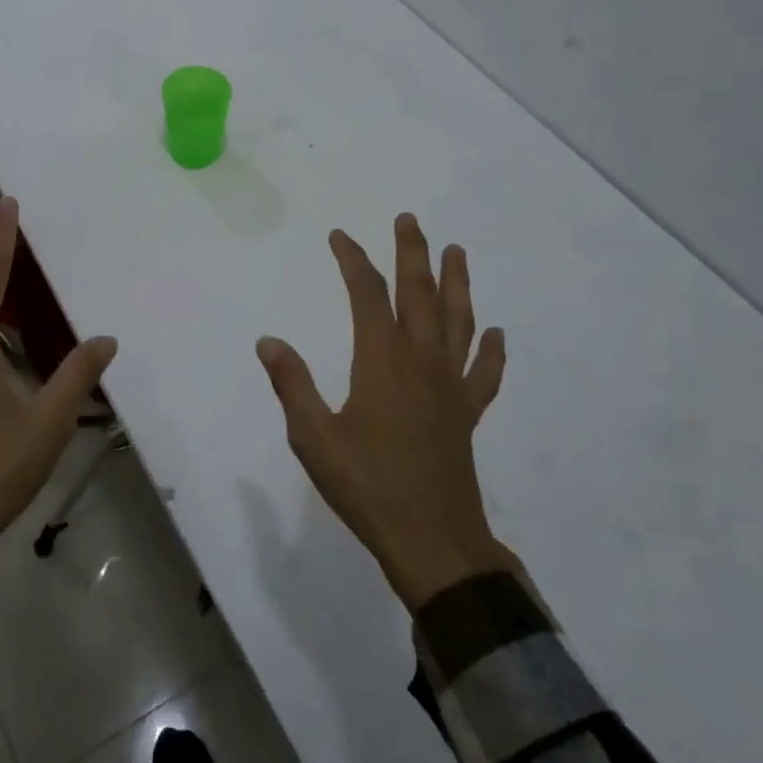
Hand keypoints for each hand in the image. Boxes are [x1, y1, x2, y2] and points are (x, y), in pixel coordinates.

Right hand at [257, 214, 518, 611]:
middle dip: (413, 253)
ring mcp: (450, 387)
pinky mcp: (467, 414)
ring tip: (456, 252)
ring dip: (457, 284)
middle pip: (419, 294)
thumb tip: (268, 340)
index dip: (353, 260)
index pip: (367, 294)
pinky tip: (494, 333)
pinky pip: (483, 374)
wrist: (432, 542)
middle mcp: (421, 362)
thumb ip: (292, 384)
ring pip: (458, 322)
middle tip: (409, 220)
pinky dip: (490, 351)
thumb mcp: (313, 437)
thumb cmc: (367, 486)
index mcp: (381, 361)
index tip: (340, 237)